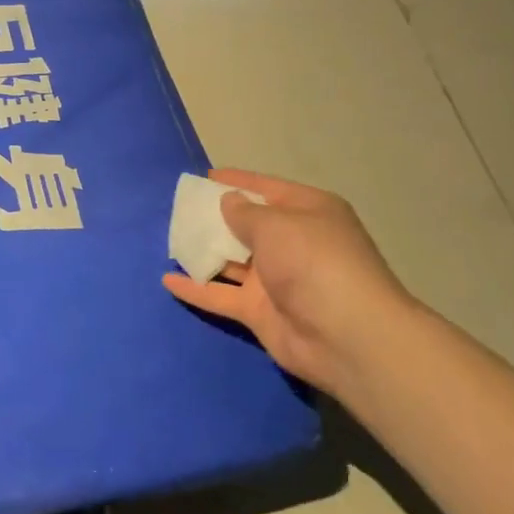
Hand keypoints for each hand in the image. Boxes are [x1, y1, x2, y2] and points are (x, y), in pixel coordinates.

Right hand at [161, 169, 417, 394]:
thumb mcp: (276, 224)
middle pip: (247, 225)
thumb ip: (244, 213)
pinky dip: (196, 289)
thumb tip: (228, 202)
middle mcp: (293, 243)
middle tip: (179, 209)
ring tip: (169, 239)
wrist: (347, 336)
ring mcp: (276, 280)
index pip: (267, 189)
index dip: (236, 182)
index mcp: (307, 213)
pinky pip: (221, 295)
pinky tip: (167, 280)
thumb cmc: (314, 262)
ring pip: (231, 261)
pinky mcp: (260, 311)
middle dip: (215, 217)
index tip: (203, 177)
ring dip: (204, 252)